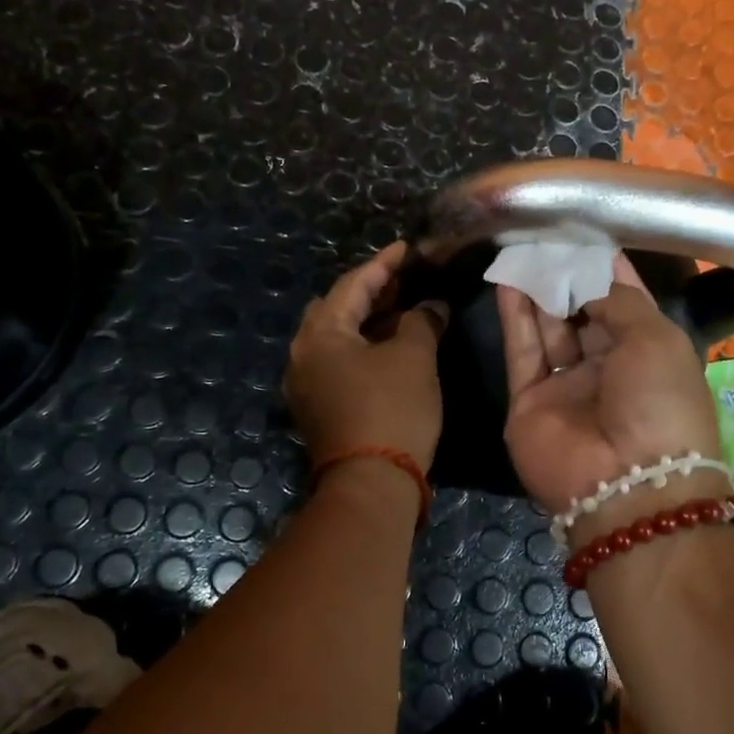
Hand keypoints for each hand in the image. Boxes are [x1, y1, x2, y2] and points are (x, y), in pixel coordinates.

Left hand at [286, 243, 445, 467]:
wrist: (372, 484)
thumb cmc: (392, 410)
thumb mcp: (413, 358)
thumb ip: (421, 322)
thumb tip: (430, 306)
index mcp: (320, 335)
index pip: (352, 285)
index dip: (383, 264)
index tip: (407, 249)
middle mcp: (303, 355)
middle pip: (336, 309)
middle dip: (370, 292)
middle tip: (403, 280)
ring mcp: (307, 385)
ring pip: (337, 339)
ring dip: (368, 322)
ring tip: (401, 310)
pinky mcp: (319, 408)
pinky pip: (339, 363)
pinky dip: (363, 348)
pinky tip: (389, 348)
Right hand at [497, 255, 723, 518]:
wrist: (627, 483)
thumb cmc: (660, 401)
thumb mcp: (655, 337)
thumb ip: (617, 299)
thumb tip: (588, 277)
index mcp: (649, 353)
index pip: (624, 300)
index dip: (605, 267)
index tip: (585, 231)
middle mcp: (608, 367)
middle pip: (583, 311)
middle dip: (567, 273)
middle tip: (545, 233)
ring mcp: (567, 385)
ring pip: (549, 327)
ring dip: (538, 288)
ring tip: (522, 246)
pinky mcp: (530, 400)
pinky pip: (522, 350)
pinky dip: (514, 316)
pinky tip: (507, 279)